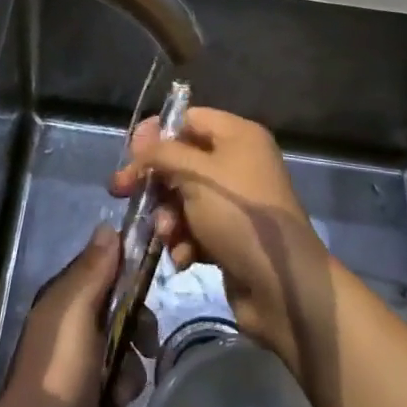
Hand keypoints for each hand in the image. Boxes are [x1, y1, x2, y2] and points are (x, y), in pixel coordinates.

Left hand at [0, 225, 154, 406]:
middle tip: (142, 357)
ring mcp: (71, 372)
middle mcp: (66, 331)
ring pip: (120, 365)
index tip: (148, 307)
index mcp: (64, 302)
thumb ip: (93, 272)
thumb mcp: (76, 315)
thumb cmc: (58, 378)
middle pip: (120, 323)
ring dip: (124, 387)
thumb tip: (108, 227)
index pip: (108, 277)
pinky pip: (110, 402)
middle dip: (134, 345)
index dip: (132, 289)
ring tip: (112, 404)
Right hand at [111, 107, 328, 376]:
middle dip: (157, 183)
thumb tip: (141, 141)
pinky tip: (184, 258)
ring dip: (169, 218)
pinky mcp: (231, 237)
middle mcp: (238, 163)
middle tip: (123, 193)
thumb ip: (162, 153)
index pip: (188, 119)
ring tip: (169, 236)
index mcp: (238, 136)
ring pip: (184, 199)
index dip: (157, 134)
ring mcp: (236, 203)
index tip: (130, 155)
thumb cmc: (239, 217)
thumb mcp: (196, 175)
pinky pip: (196, 229)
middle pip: (182, 161)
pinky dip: (185, 241)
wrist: (283, 287)